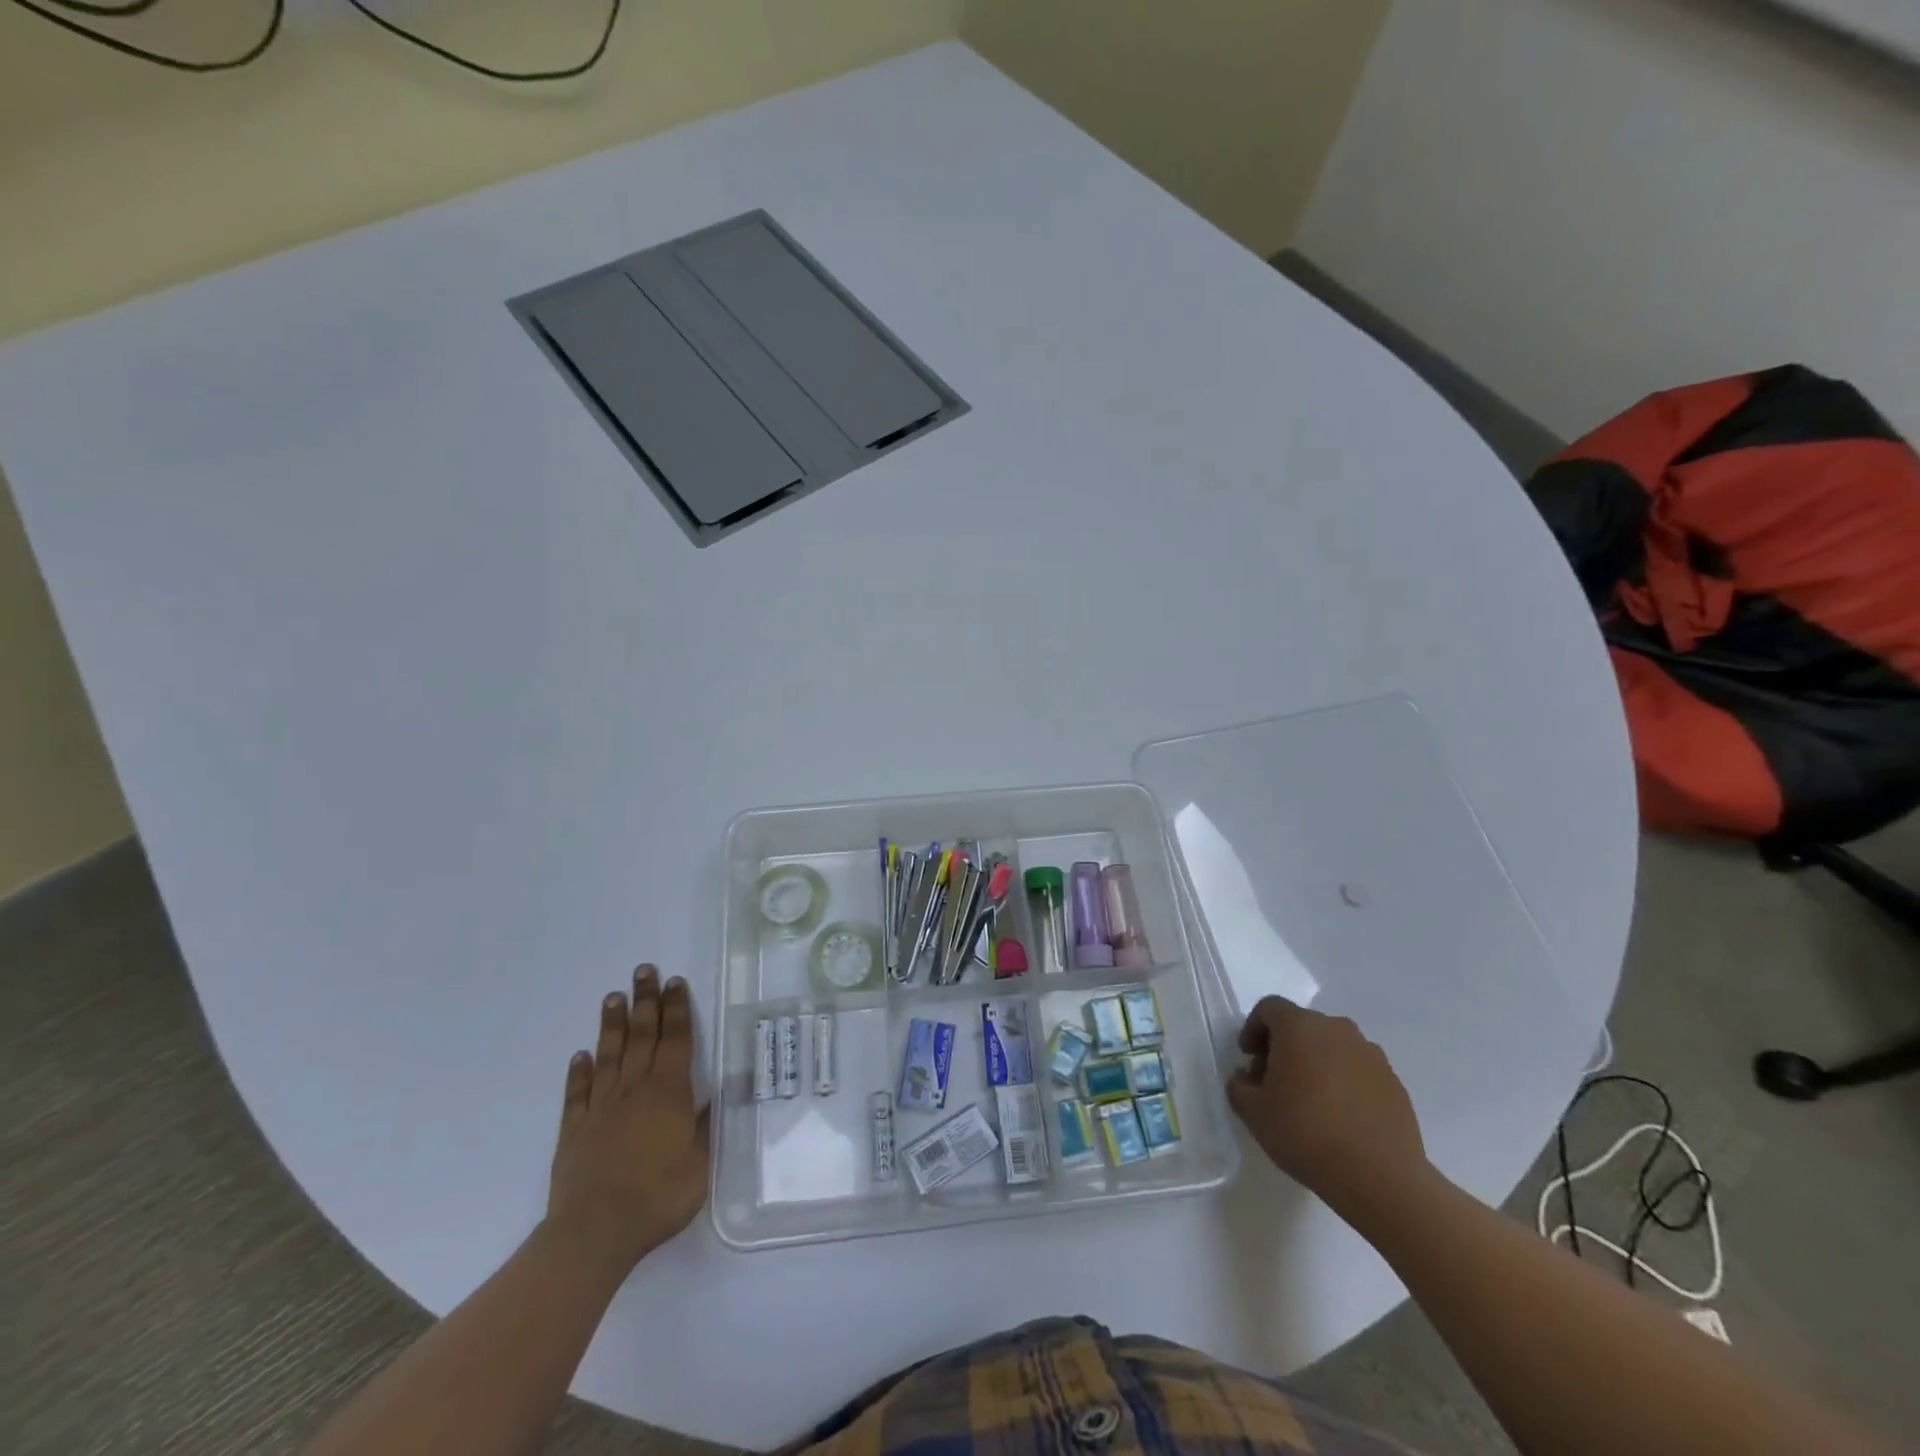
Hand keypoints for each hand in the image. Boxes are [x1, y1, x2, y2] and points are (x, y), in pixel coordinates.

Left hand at [547, 965, 710, 1272]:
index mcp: (669, 1092)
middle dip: (645, 1001)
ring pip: (608, 1055)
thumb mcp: (699, 1166)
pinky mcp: (575, 1129)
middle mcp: (635, 1089)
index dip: (677, 1009)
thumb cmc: (658, 1196)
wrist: (596, 1231)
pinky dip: (578, 1072)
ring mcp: (601, 1107)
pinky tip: (579, 1056)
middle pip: (641, 1035)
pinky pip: (577, 1094)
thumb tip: (710, 1099)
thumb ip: (703, 1129)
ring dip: (612, 1025)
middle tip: (643, 970)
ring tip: (613, 997)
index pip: (676, 1040)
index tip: (674, 982)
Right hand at [1227, 996, 1427, 1214]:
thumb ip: (1239, 1086)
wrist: (1380, 1176)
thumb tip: (1246, 1077)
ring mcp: (1370, 1054)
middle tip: (1274, 1081)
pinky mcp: (1394, 1082)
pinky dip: (1344, 1082)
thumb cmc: (1306, 1133)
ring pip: (1332, 1047)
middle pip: (1302, 1025)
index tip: (1248, 1058)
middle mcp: (1336, 1029)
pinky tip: (1340, 1117)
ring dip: (1316, 1063)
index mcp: (1299, 1027)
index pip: (1269, 1008)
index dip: (1253, 1028)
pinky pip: (1358, 1070)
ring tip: (1310, 1101)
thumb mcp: (1253, 1112)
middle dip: (1283, 1047)